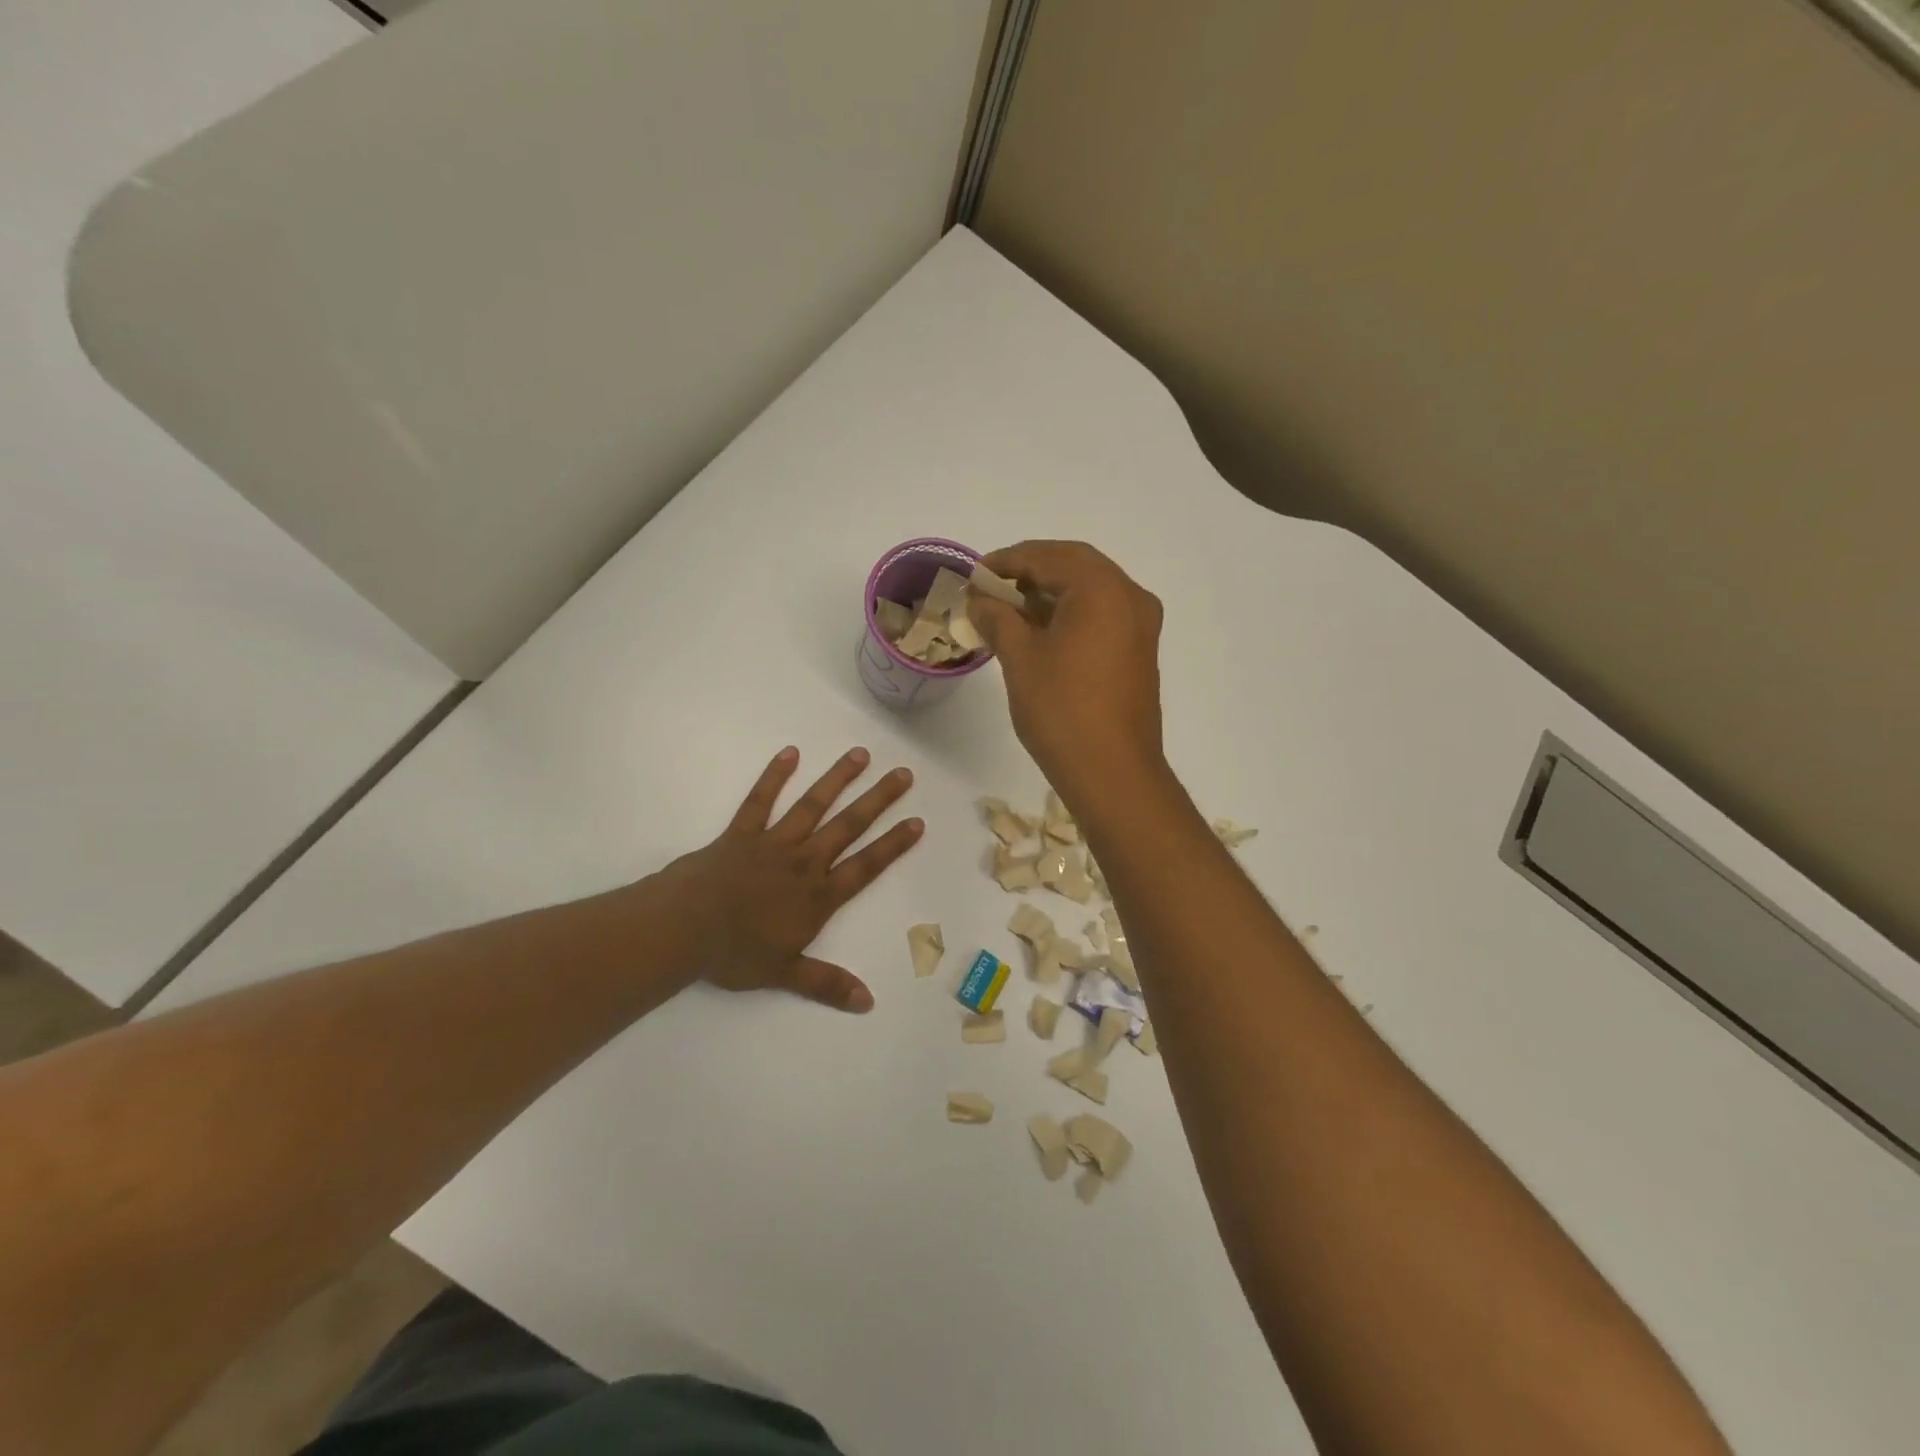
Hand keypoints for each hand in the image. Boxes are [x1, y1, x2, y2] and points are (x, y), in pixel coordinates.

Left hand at [656, 746, 921, 1012]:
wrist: (683, 929)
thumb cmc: (734, 953)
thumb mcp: (785, 974)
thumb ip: (827, 983)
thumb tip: (869, 1003)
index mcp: (817, 896)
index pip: (865, 866)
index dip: (893, 845)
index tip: (917, 821)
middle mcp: (803, 862)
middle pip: (848, 826)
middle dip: (878, 800)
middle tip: (903, 773)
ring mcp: (773, 843)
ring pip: (812, 805)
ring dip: (838, 779)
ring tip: (860, 754)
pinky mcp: (742, 832)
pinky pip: (760, 800)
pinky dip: (775, 776)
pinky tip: (790, 753)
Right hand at [967, 541, 1166, 806]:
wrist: (1112, 773)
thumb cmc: (1062, 710)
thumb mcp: (1020, 658)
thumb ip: (998, 617)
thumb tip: (979, 600)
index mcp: (1102, 589)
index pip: (1048, 556)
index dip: (1006, 561)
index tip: (974, 575)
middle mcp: (1130, 596)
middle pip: (1075, 565)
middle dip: (1030, 570)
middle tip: (990, 586)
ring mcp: (1141, 625)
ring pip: (1090, 590)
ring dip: (1050, 591)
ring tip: (1009, 607)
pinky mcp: (1139, 651)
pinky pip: (1102, 614)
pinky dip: (1070, 612)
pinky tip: (1040, 630)